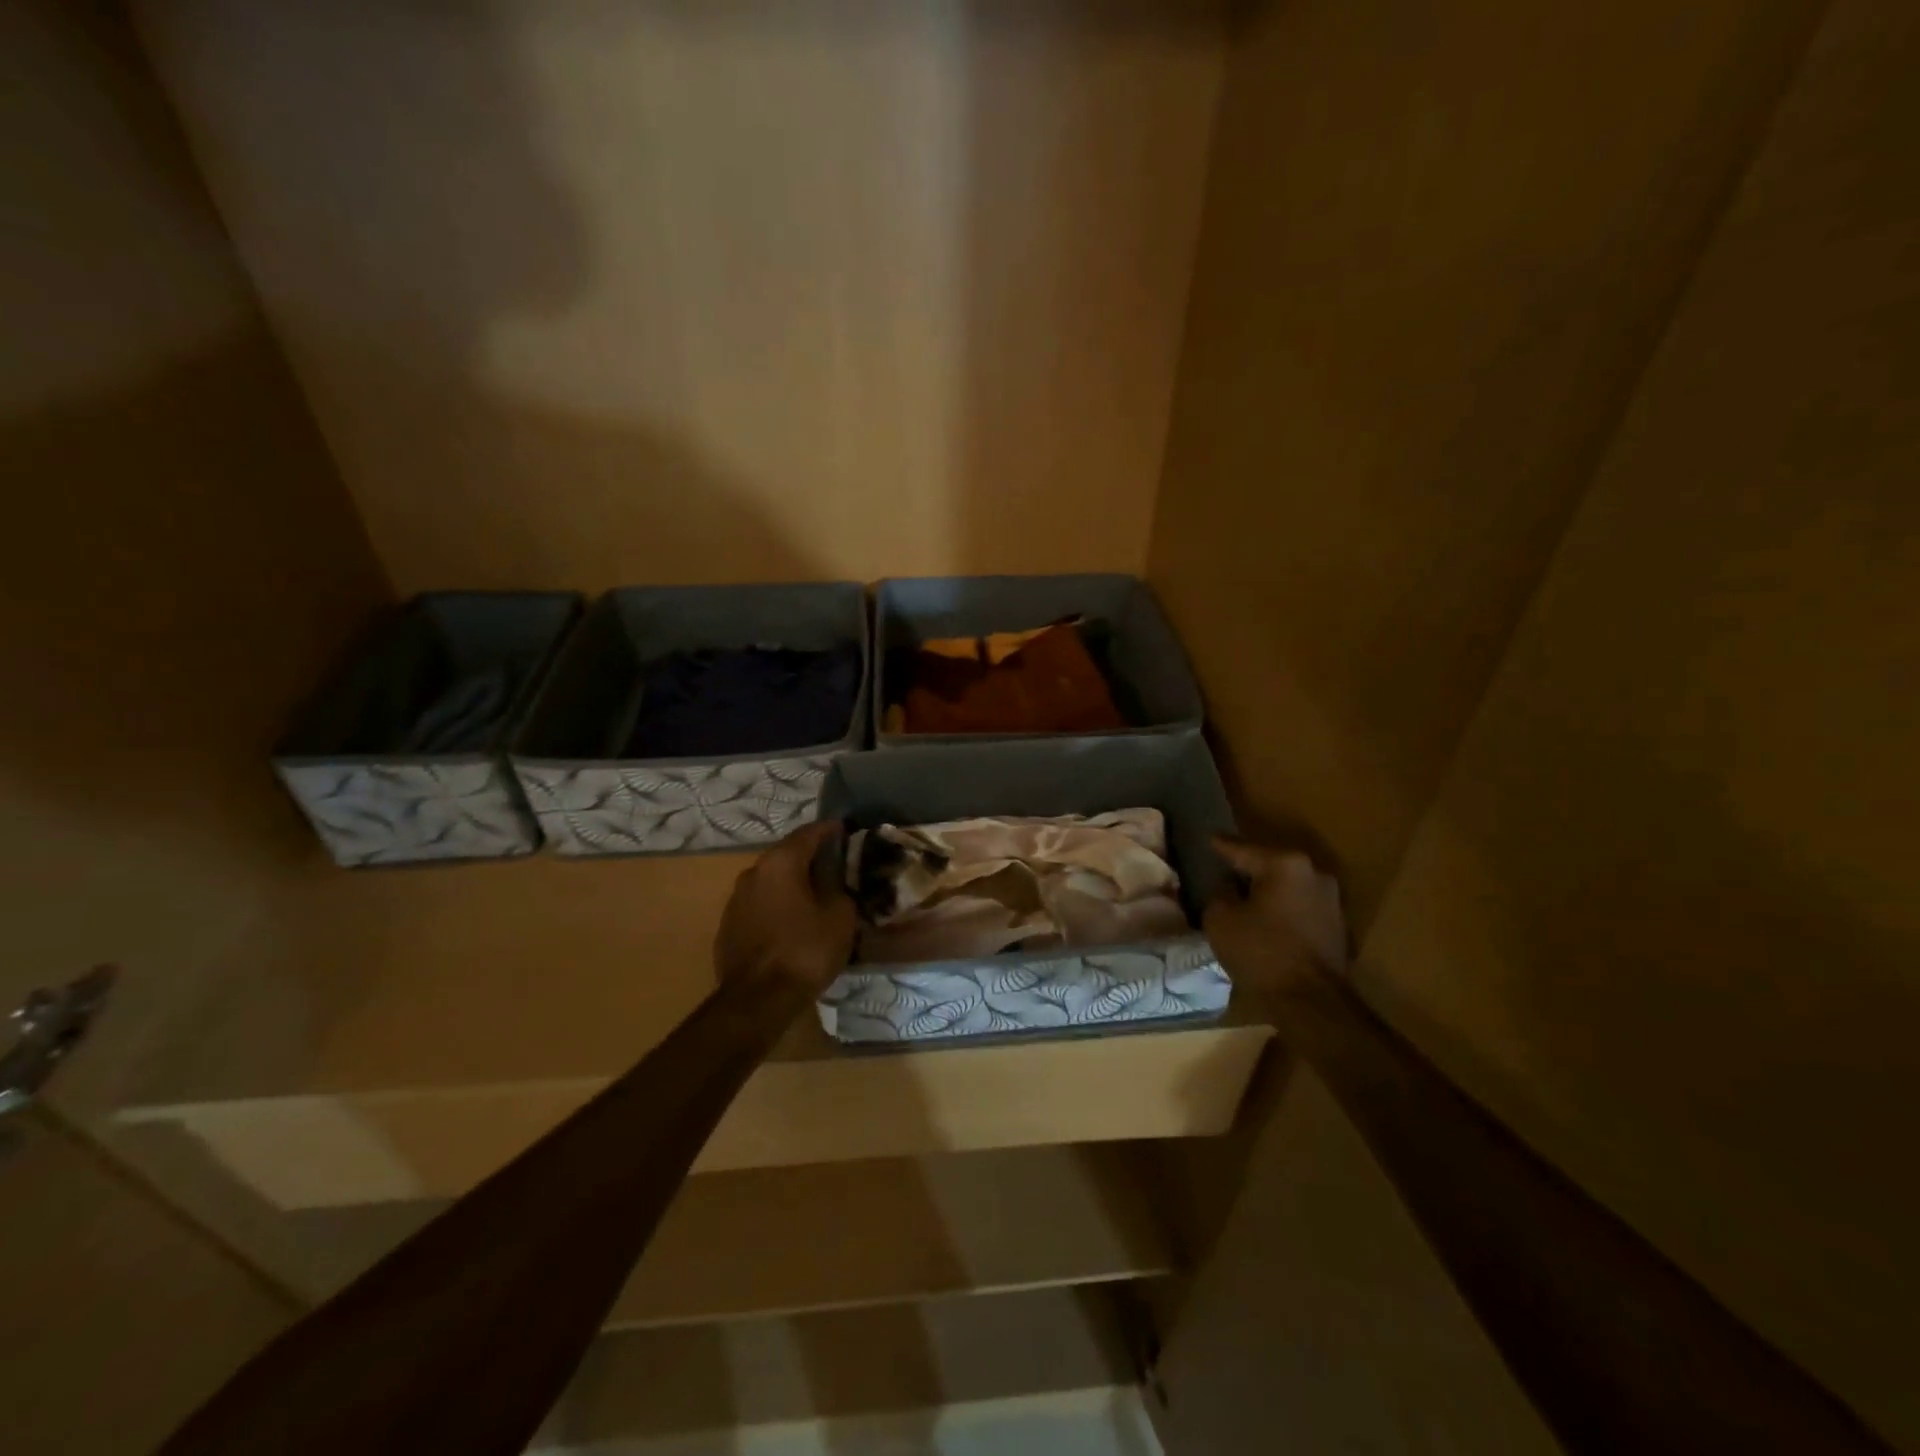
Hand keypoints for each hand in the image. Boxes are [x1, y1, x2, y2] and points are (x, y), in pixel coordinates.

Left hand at [714, 820, 858, 996]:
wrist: (757, 1001)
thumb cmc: (804, 951)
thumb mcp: (839, 916)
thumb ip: (839, 887)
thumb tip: (837, 878)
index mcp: (780, 863)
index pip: (809, 833)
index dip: (830, 830)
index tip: (847, 831)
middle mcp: (753, 873)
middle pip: (787, 856)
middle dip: (811, 858)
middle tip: (836, 867)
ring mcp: (736, 900)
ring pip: (772, 882)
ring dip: (793, 884)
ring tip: (816, 897)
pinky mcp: (728, 926)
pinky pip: (760, 905)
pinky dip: (778, 906)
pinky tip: (793, 923)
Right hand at [1203, 836, 1348, 996]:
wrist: (1312, 1002)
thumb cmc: (1261, 952)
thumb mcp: (1220, 919)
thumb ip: (1219, 893)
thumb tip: (1227, 887)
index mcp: (1284, 864)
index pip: (1242, 849)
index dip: (1220, 846)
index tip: (1207, 839)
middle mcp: (1313, 873)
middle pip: (1269, 865)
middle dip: (1247, 869)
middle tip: (1223, 871)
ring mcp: (1331, 899)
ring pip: (1287, 887)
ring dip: (1267, 892)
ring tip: (1244, 898)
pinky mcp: (1337, 925)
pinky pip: (1299, 907)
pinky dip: (1282, 910)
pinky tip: (1266, 920)